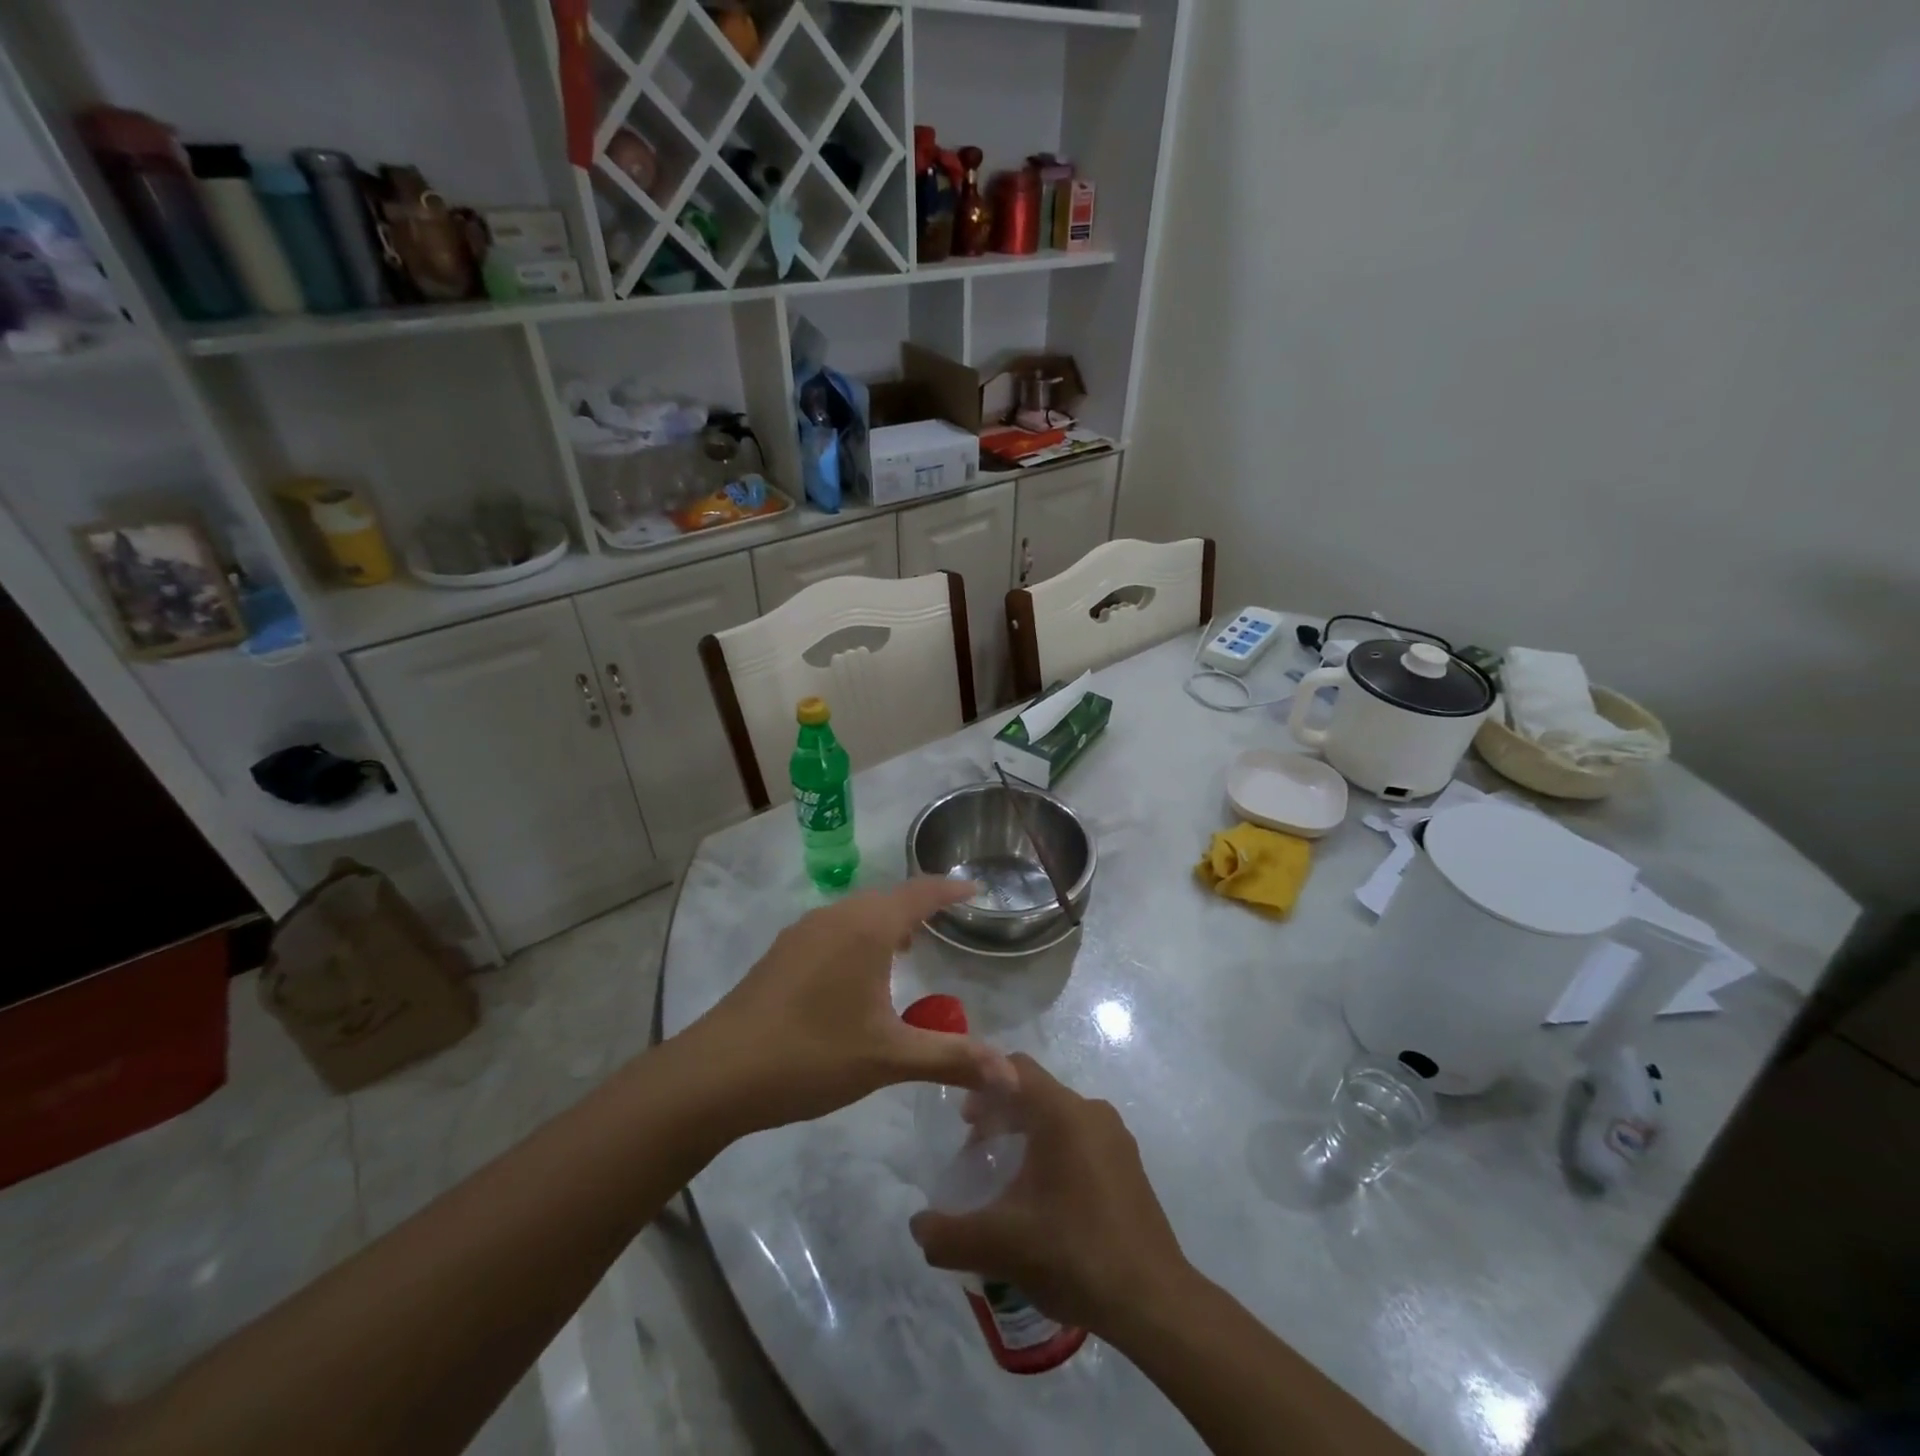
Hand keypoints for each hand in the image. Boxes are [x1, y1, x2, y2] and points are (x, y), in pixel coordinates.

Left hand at [686, 877, 1006, 1133]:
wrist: (717, 1073)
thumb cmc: (812, 1055)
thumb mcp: (889, 1058)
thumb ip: (952, 1058)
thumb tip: (1010, 1073)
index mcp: (867, 927)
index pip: (920, 893)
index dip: (950, 888)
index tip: (975, 887)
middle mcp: (836, 916)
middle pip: (887, 898)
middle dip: (919, 905)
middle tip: (946, 922)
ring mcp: (803, 932)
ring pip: (856, 913)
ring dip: (885, 922)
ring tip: (905, 949)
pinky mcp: (781, 953)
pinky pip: (834, 929)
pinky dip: (858, 937)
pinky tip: (856, 975)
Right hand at [908, 1054, 1190, 1334]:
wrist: (1153, 1301)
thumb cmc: (1073, 1253)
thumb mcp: (1000, 1244)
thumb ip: (949, 1233)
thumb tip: (917, 1226)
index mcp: (1062, 1113)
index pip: (1014, 1068)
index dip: (981, 1081)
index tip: (960, 1117)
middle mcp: (1091, 1112)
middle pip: (1035, 1092)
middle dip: (1000, 1113)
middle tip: (974, 1149)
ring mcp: (1115, 1138)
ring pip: (1059, 1117)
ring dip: (1026, 1134)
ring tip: (1004, 1177)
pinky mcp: (1128, 1165)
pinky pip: (1080, 1140)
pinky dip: (1053, 1152)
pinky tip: (1042, 1199)